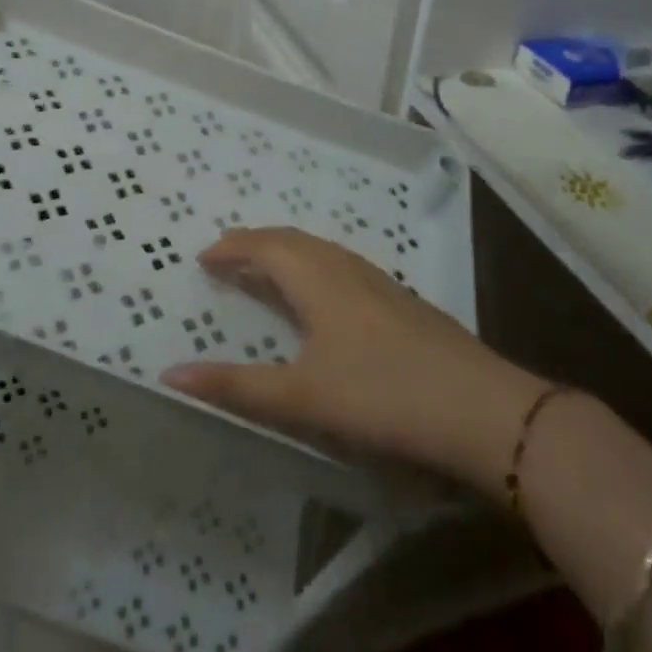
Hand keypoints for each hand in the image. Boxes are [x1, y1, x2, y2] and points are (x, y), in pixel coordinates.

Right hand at [160, 227, 543, 489]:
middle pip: (292, 242)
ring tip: (267, 269)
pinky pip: (342, 267)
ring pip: (321, 252)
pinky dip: (314, 269)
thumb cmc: (381, 396)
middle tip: (228, 255)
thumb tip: (170, 374)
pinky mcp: (401, 302)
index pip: (264, 246)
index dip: (231, 248)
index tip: (203, 256)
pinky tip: (324, 297)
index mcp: (316, 277)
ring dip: (287, 254)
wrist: (480, 409)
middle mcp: (345, 267)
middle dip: (256, 244)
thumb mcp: (301, 397)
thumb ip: (236, 386)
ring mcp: (379, 282)